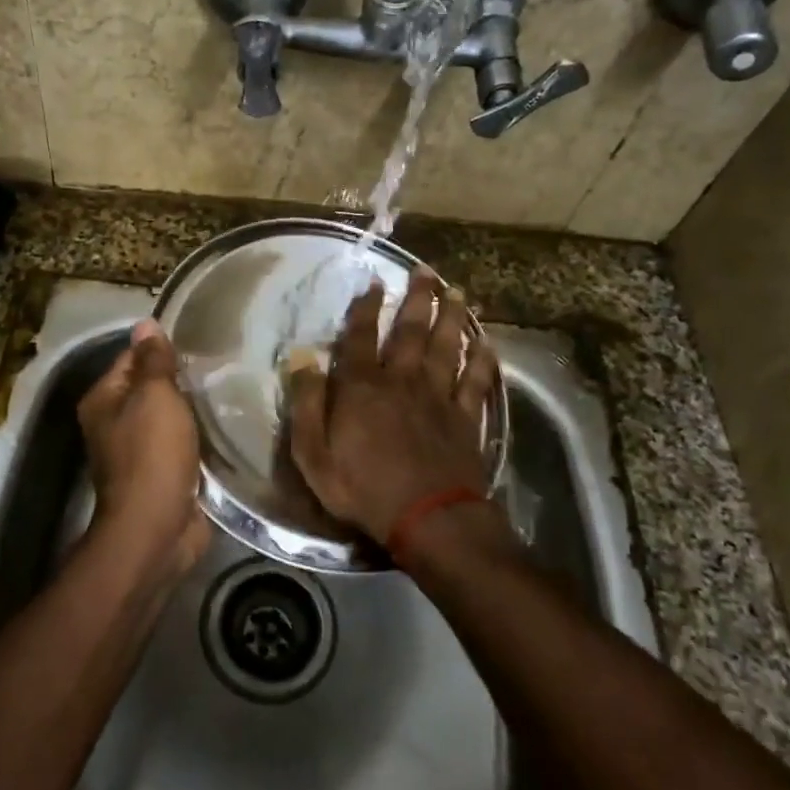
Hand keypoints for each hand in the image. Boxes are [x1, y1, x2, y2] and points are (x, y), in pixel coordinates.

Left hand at [78, 320, 208, 577]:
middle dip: (182, 380)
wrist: (157, 528)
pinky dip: (200, 437)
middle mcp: (114, 423)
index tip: (200, 341)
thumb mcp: (154, 396)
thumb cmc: (151, 454)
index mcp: (103, 400)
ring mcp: (138, 452)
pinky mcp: (162, 475)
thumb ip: (153, 360)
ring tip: (229, 390)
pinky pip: (183, 444)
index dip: (162, 349)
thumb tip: (145, 323)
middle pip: (151, 389)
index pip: (132, 358)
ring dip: (193, 409)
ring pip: (170, 417)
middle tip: (221, 365)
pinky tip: (226, 425)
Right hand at [285, 273, 500, 544]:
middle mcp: (402, 381)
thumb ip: (307, 404)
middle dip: (417, 298)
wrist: (428, 518)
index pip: (361, 336)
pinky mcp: (465, 418)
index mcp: (362, 387)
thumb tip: (302, 360)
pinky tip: (487, 343)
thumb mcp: (314, 454)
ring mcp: (438, 397)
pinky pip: (476, 381)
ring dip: (452, 318)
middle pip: (410, 331)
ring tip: (458, 292)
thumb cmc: (363, 488)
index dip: (365, 308)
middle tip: (426, 271)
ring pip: (447, 347)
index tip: (374, 283)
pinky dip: (482, 360)